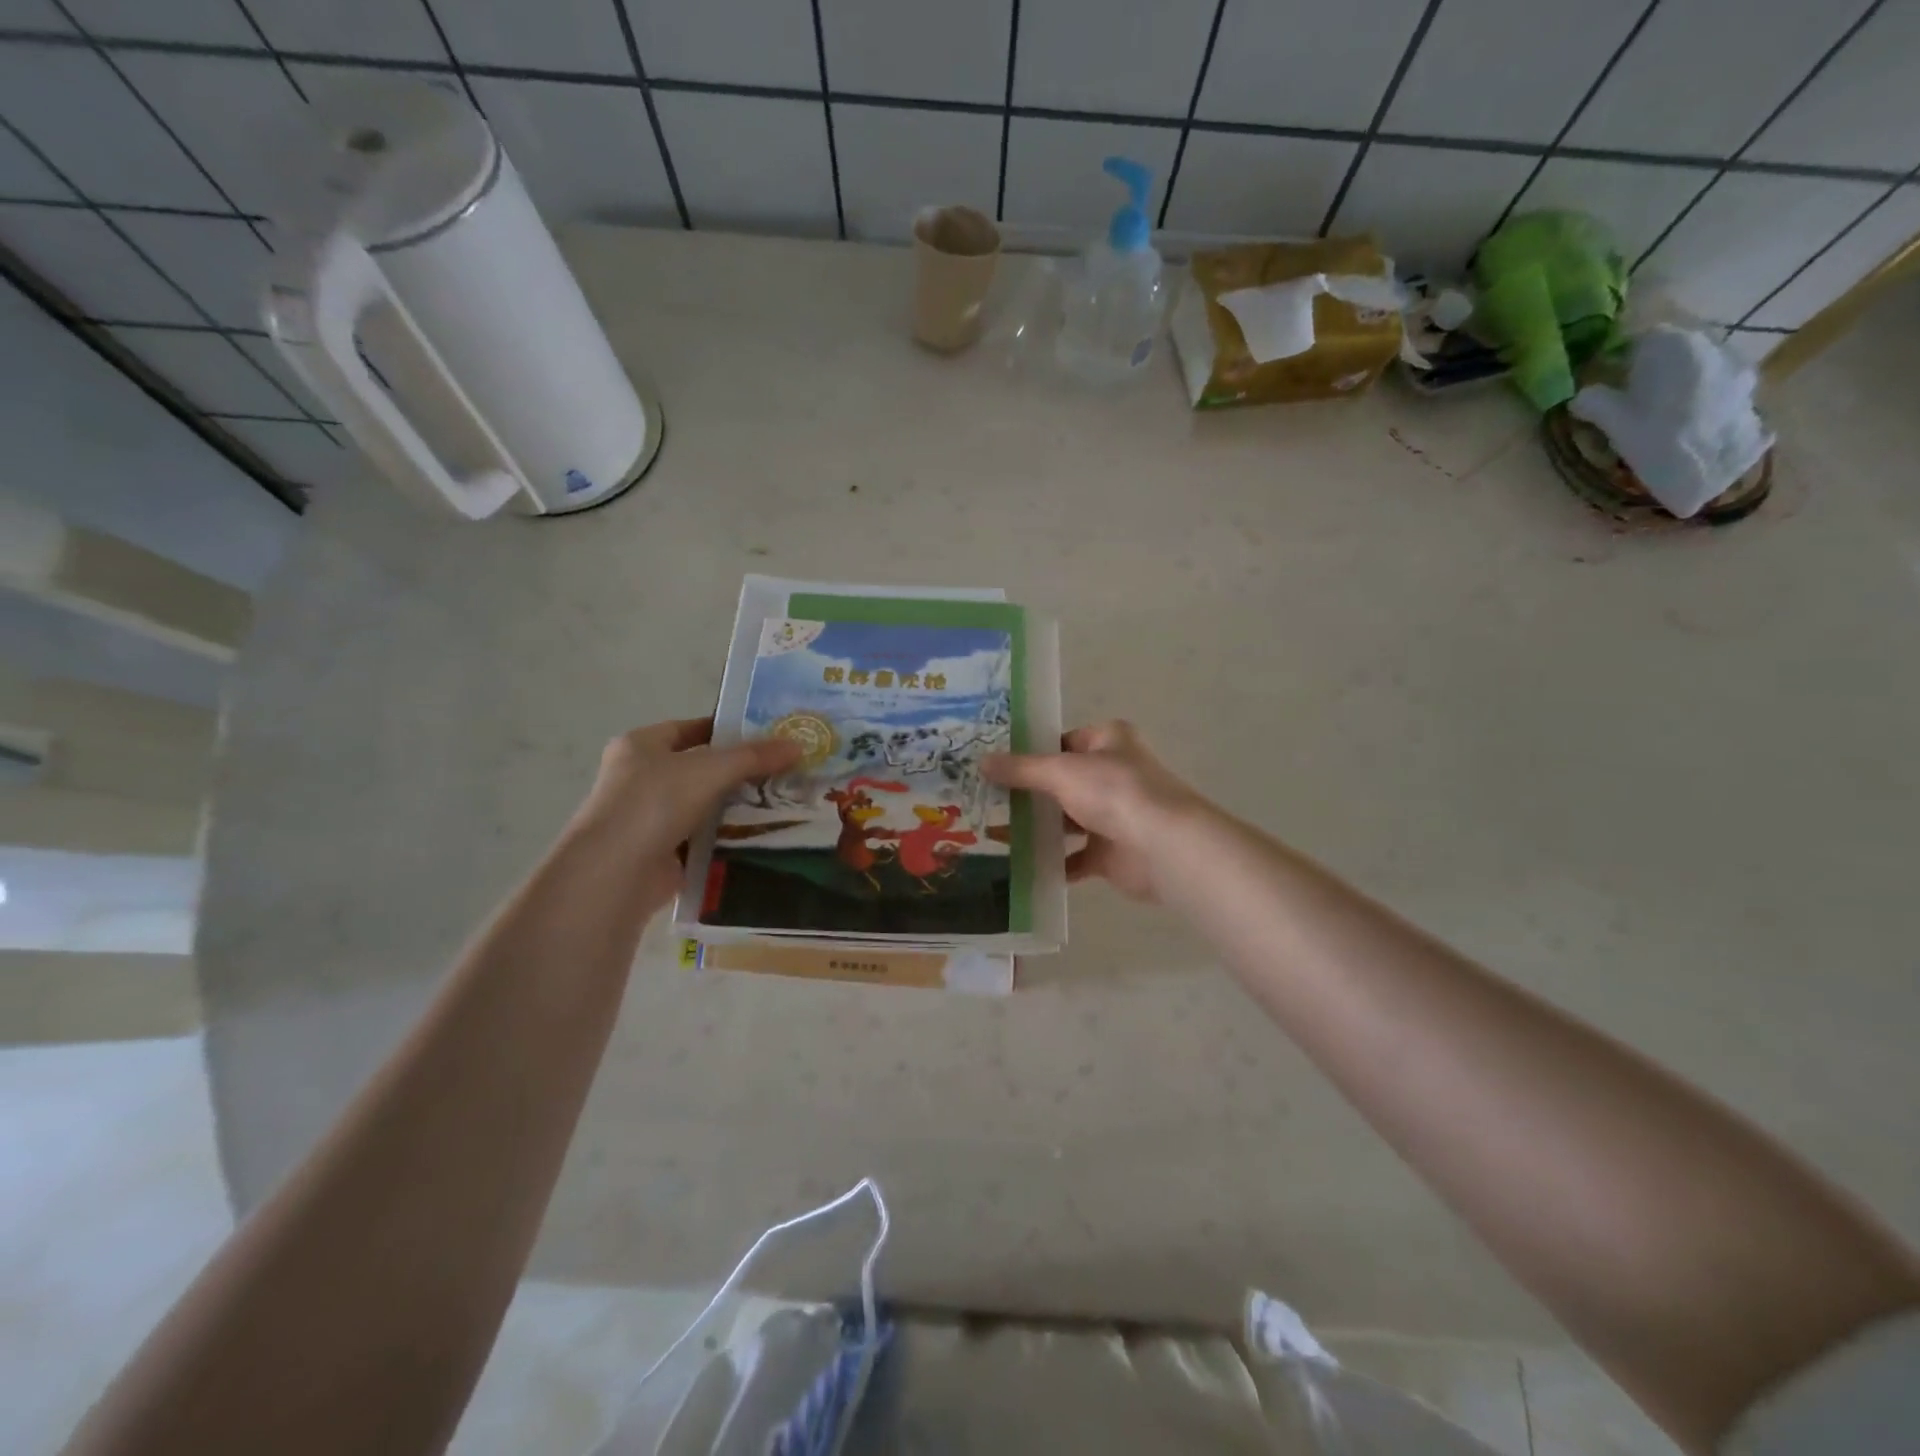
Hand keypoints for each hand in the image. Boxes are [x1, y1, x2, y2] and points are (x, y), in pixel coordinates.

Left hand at [570, 717, 801, 910]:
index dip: (727, 730)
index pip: (690, 729)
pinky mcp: (660, 853)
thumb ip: (754, 756)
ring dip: (735, 807)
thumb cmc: (655, 802)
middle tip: (783, 772)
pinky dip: (726, 838)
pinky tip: (760, 837)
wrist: (616, 872)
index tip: (766, 738)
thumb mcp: (711, 769)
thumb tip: (798, 746)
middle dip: (739, 772)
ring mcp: (648, 818)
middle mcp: (640, 778)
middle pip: (699, 768)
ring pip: (703, 806)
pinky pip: (701, 839)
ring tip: (781, 804)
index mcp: (640, 745)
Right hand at [984, 721, 1204, 902]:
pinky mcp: (1112, 853)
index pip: (1061, 742)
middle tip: (985, 800)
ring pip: (1066, 821)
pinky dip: (1052, 862)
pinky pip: (1075, 857)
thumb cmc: (1114, 792)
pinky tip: (1020, 866)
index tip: (993, 765)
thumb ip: (1021, 769)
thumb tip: (980, 761)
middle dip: (1027, 794)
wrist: (1163, 846)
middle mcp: (1113, 774)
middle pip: (1061, 783)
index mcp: (1108, 741)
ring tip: (993, 833)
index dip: (1029, 752)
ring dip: (1037, 829)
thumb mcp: (1060, 772)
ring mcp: (1114, 815)